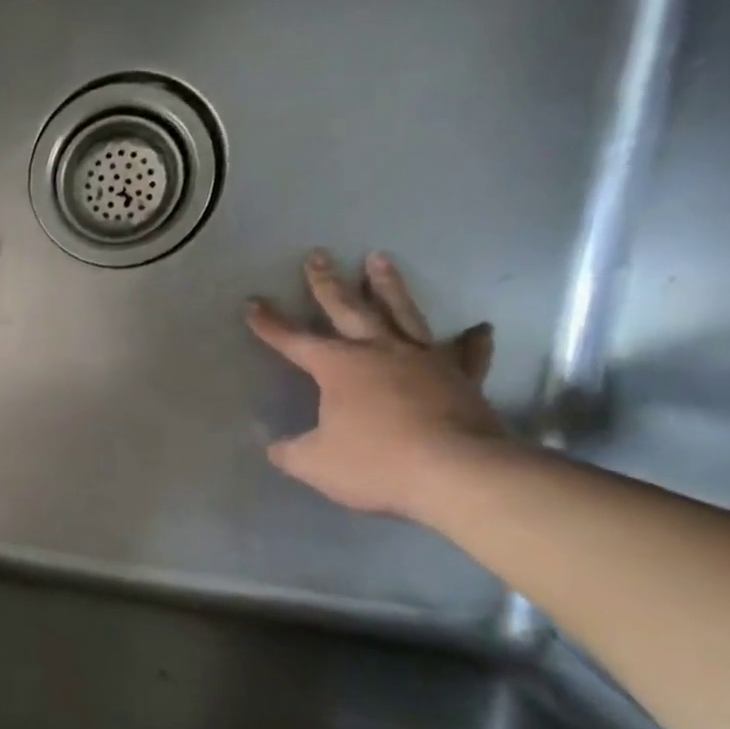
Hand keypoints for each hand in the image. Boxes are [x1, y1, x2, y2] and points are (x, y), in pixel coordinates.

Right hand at [246, 250, 505, 516]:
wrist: (460, 473)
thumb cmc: (377, 462)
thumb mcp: (315, 463)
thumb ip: (290, 451)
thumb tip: (276, 447)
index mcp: (339, 367)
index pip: (294, 340)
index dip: (270, 324)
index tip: (252, 303)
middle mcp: (380, 351)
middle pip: (349, 308)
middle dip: (327, 283)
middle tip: (318, 255)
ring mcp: (425, 361)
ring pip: (403, 313)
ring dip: (389, 285)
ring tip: (379, 258)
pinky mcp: (462, 379)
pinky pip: (466, 354)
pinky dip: (471, 341)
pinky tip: (477, 328)